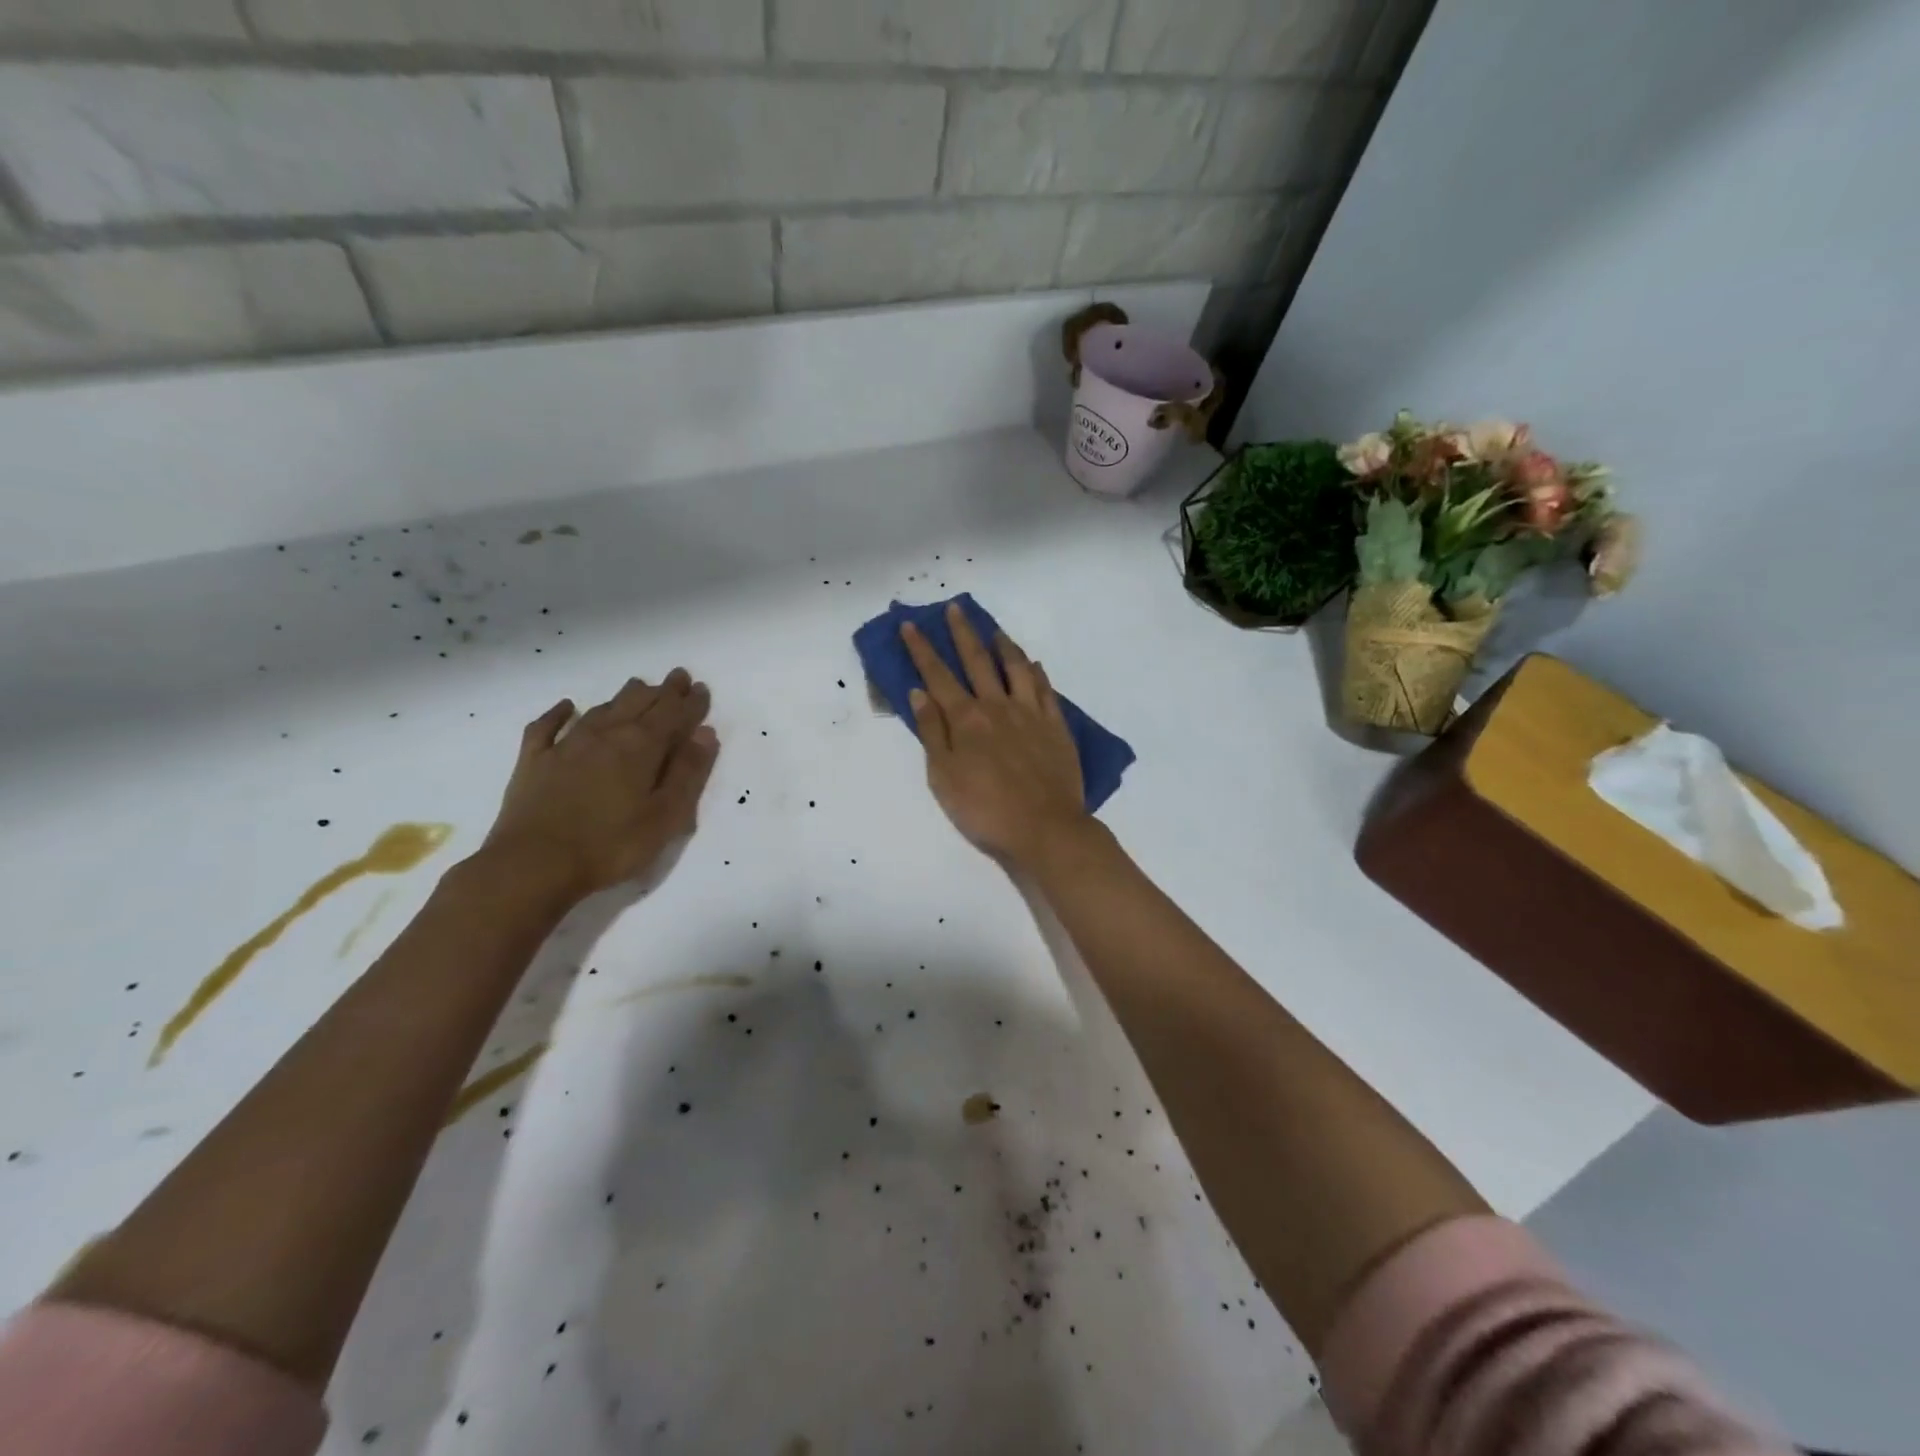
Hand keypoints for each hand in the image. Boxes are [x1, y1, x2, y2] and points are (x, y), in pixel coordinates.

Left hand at [482, 669, 719, 902]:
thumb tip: (705, 734)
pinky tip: (567, 706)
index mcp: (641, 747)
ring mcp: (565, 745)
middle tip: (677, 677)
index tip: (701, 688)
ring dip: (623, 696)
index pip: (673, 714)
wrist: (532, 866)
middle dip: (662, 690)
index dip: (690, 702)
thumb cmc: (611, 846)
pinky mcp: (534, 761)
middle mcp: (605, 735)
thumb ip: (688, 772)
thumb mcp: (665, 816)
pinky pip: (547, 726)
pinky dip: (559, 713)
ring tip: (637, 686)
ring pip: (601, 709)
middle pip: (639, 703)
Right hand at [901, 604, 1089, 867]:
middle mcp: (998, 706)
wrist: (1045, 829)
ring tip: (995, 630)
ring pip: (1015, 668)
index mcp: (966, 719)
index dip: (922, 649)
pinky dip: (1036, 673)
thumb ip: (933, 733)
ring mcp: (1031, 714)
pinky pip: (1045, 690)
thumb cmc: (985, 810)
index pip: (938, 675)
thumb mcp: (944, 778)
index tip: (911, 625)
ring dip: (1003, 645)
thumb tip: (920, 693)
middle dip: (962, 633)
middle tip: (955, 609)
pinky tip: (1033, 665)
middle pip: (977, 661)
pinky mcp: (1056, 726)